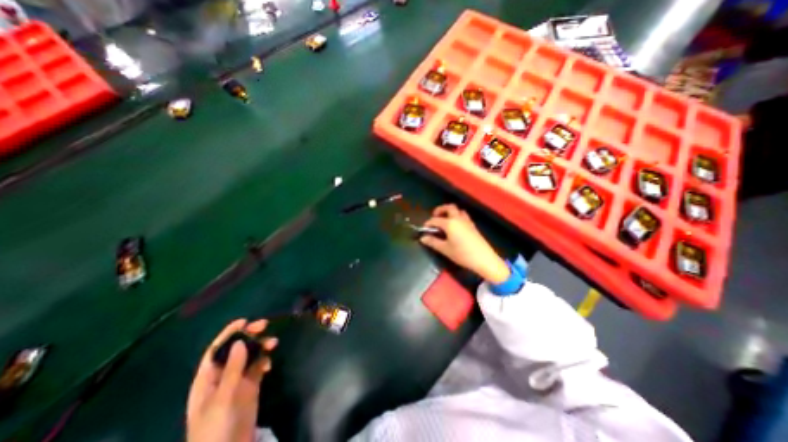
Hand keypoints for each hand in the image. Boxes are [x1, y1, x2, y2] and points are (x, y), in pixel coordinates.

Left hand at [186, 320, 276, 439]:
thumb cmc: (216, 428)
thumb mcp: (223, 398)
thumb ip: (232, 369)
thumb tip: (239, 342)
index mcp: (207, 379)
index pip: (217, 350)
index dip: (229, 333)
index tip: (245, 320)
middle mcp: (222, 377)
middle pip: (235, 350)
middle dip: (249, 336)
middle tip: (264, 326)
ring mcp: (237, 382)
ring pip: (249, 356)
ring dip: (260, 347)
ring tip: (273, 344)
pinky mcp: (250, 387)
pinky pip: (258, 367)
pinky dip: (264, 361)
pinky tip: (269, 364)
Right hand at [422, 204, 507, 282]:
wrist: (484, 259)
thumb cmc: (462, 254)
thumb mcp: (445, 249)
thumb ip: (433, 242)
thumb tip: (423, 238)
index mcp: (450, 223)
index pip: (435, 220)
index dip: (428, 224)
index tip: (424, 229)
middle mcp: (458, 219)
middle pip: (449, 207)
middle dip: (440, 210)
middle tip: (435, 217)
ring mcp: (467, 221)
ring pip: (458, 211)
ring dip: (450, 212)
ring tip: (445, 221)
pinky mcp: (473, 226)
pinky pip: (463, 216)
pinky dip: (457, 217)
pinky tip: (455, 227)